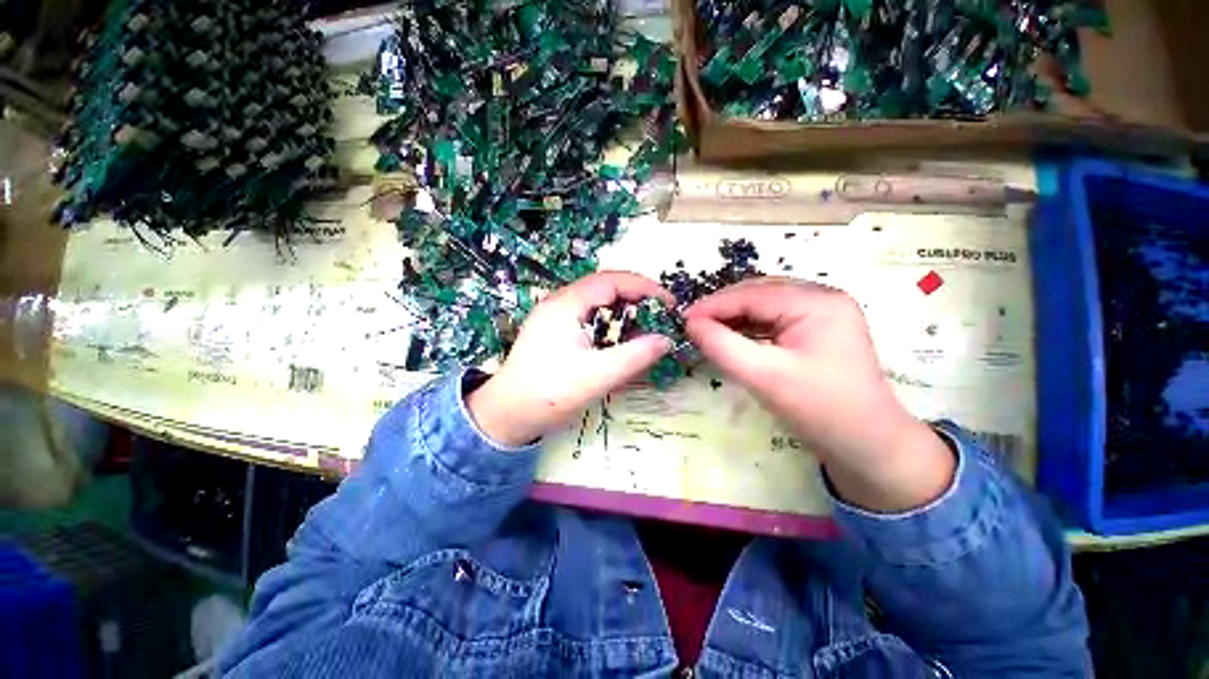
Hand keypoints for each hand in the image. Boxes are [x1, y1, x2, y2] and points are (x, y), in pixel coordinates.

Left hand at [467, 272, 674, 446]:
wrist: (506, 415)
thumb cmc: (550, 393)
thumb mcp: (598, 376)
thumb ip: (635, 356)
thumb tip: (666, 340)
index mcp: (566, 304)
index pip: (612, 280)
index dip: (645, 288)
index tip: (671, 305)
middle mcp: (558, 303)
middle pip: (605, 288)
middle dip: (637, 299)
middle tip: (662, 318)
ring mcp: (553, 318)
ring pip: (596, 304)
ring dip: (623, 313)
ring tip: (647, 331)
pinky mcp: (552, 335)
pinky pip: (587, 319)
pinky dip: (609, 326)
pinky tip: (620, 344)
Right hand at [684, 278, 953, 511]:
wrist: (870, 446)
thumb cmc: (823, 411)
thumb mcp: (769, 379)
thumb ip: (726, 347)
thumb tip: (691, 324)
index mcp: (819, 301)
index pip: (757, 293)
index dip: (716, 305)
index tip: (682, 320)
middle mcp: (827, 299)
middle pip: (767, 295)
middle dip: (729, 310)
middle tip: (694, 328)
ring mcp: (831, 317)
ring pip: (776, 310)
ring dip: (744, 321)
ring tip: (711, 336)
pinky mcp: (830, 336)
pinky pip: (788, 325)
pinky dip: (762, 333)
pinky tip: (741, 344)